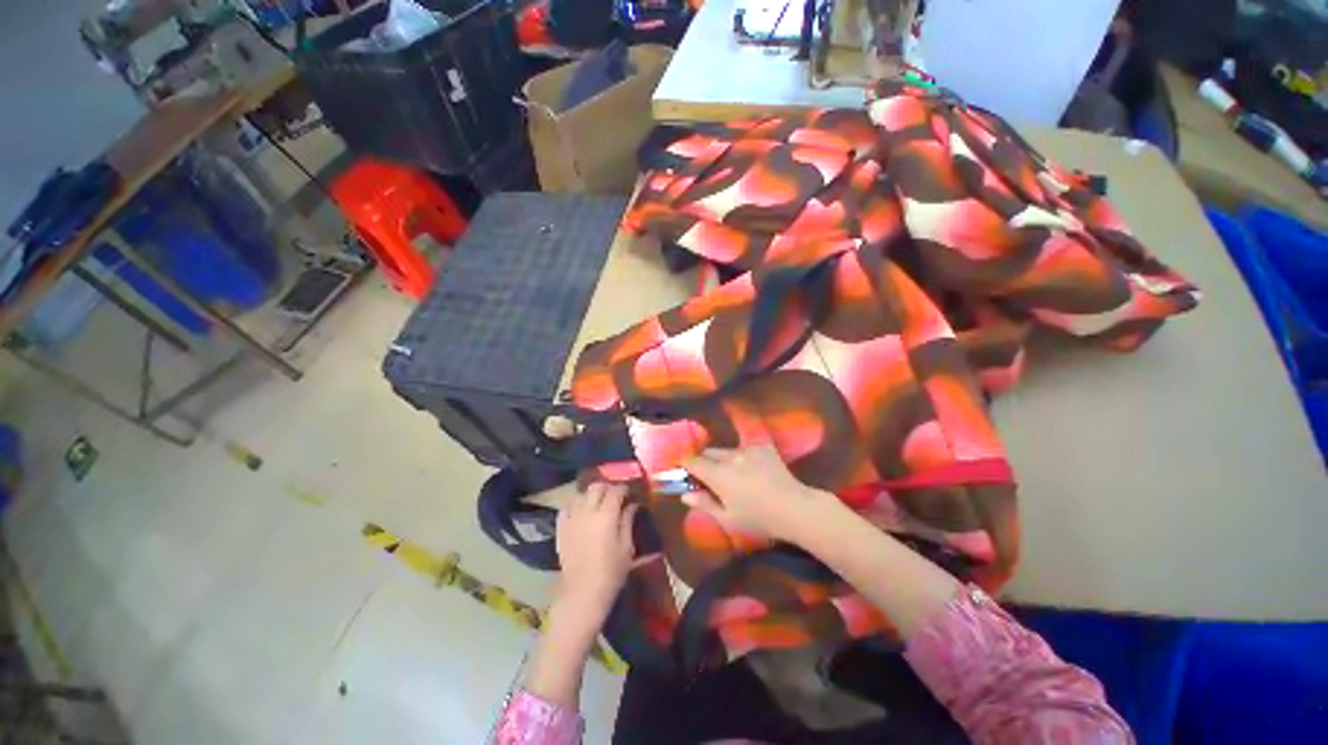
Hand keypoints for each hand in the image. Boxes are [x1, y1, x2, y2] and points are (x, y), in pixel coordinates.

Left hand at [555, 482, 637, 613]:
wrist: (582, 593)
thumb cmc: (611, 572)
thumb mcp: (626, 547)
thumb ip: (628, 521)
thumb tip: (632, 505)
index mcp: (607, 515)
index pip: (615, 491)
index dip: (623, 489)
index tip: (628, 493)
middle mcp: (588, 512)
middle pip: (596, 487)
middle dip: (606, 488)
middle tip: (613, 496)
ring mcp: (572, 519)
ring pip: (580, 495)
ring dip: (590, 496)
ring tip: (597, 504)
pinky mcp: (561, 529)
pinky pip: (566, 508)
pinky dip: (574, 506)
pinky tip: (580, 514)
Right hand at [681, 446, 841, 544]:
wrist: (795, 508)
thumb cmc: (758, 519)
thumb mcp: (728, 518)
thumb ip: (704, 504)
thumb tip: (684, 494)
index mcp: (718, 474)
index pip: (692, 461)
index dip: (685, 465)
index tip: (686, 473)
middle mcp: (730, 456)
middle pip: (708, 452)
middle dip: (704, 462)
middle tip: (711, 479)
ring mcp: (748, 449)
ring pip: (726, 451)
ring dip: (724, 460)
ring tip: (736, 477)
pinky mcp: (762, 446)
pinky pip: (745, 448)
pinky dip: (743, 457)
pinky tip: (754, 471)